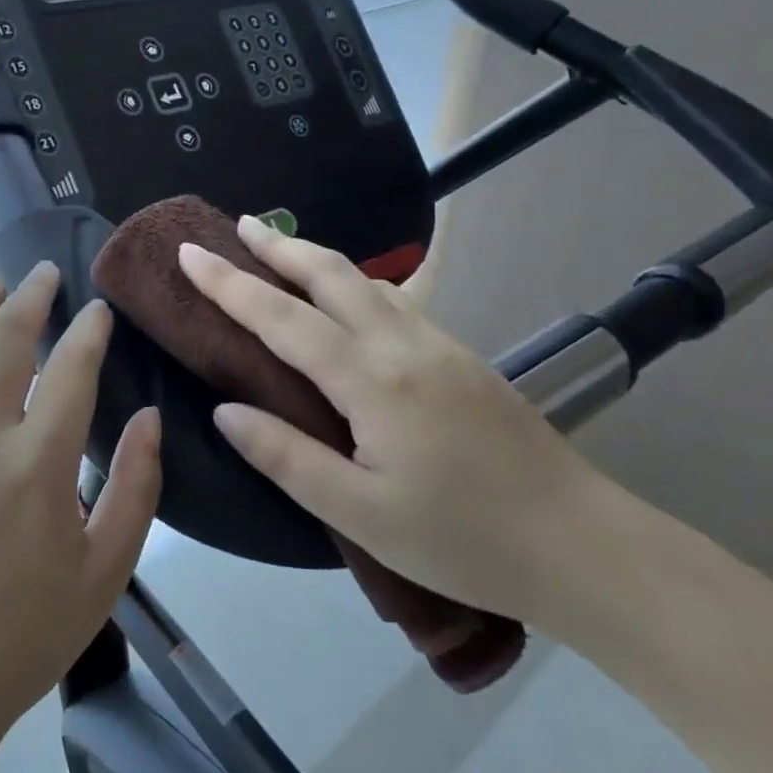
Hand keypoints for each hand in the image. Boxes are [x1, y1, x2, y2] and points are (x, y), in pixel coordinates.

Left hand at [0, 262, 161, 739]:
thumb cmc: (23, 636)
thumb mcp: (104, 571)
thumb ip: (135, 488)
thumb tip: (150, 418)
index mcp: (37, 463)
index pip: (72, 370)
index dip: (89, 331)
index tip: (100, 310)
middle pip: (4, 341)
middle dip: (29, 297)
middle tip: (44, 273)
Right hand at [178, 217, 608, 625]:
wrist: (583, 547)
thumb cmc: (462, 540)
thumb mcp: (360, 512)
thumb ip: (286, 456)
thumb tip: (225, 410)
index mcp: (372, 380)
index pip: (283, 318)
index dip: (230, 284)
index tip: (190, 253)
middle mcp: (405, 346)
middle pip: (332, 274)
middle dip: (280, 246)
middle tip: (239, 226)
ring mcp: (441, 346)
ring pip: (369, 282)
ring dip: (318, 260)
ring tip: (281, 254)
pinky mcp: (464, 359)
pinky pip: (396, 303)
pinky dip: (355, 285)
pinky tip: (350, 301)